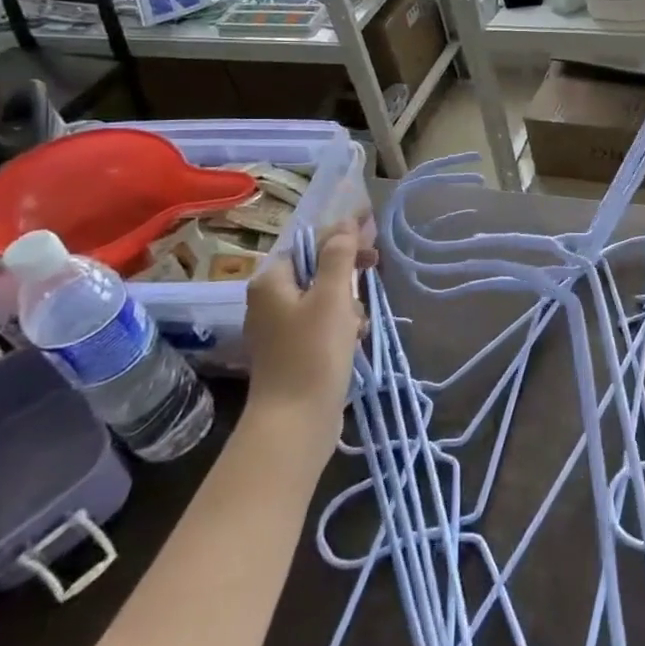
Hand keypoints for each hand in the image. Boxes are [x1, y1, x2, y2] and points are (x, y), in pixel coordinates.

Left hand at [243, 219, 375, 457]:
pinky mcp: (293, 351)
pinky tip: (355, 339)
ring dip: (347, 302)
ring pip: (324, 297)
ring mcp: (280, 328)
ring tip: (359, 322)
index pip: (312, 242)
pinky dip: (341, 325)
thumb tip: (346, 223)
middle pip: (318, 268)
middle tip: (374, 267)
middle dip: (347, 271)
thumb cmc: (313, 353)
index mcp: (272, 281)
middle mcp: (270, 300)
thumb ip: (339, 256)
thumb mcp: (332, 297)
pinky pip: (322, 323)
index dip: (343, 232)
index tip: (373, 224)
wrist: (295, 423)